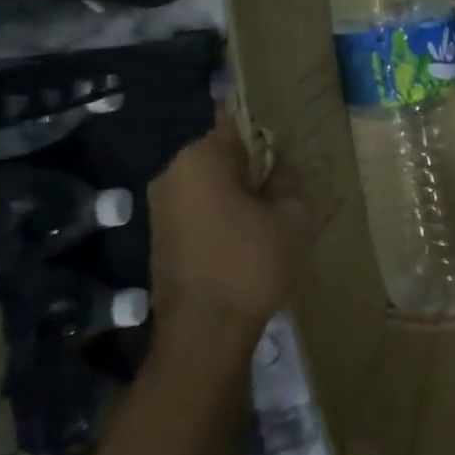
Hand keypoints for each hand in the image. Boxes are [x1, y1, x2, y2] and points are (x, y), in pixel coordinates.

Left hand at [146, 108, 312, 381]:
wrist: (205, 333)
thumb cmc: (251, 262)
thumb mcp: (294, 214)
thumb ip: (291, 179)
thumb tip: (281, 170)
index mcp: (200, 157)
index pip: (239, 122)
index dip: (269, 135)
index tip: (289, 154)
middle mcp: (172, 173)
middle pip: (225, 154)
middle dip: (256, 168)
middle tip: (287, 190)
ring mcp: (161, 207)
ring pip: (213, 183)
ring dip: (241, 194)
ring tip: (272, 218)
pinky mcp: (161, 236)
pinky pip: (201, 208)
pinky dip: (225, 215)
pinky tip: (250, 240)